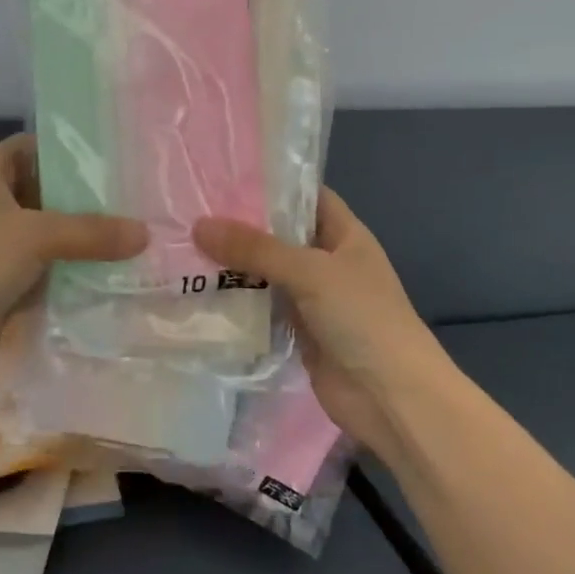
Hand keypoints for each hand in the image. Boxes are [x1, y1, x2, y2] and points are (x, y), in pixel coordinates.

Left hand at [0, 134, 145, 399]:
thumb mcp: (34, 236)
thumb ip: (91, 231)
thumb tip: (145, 233)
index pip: (32, 146)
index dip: (68, 148)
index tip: (115, 155)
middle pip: (48, 192)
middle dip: (89, 198)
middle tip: (141, 198)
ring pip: (53, 236)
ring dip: (87, 241)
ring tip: (141, 235)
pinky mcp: (7, 287)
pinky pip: (51, 272)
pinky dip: (77, 274)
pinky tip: (118, 274)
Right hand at [195, 189, 450, 458]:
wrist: (391, 397)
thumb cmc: (362, 317)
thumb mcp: (310, 272)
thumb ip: (256, 249)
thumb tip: (199, 226)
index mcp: (345, 235)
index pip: (307, 196)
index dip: (273, 184)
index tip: (225, 176)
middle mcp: (328, 262)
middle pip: (281, 236)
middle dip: (242, 227)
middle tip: (191, 212)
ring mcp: (314, 300)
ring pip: (268, 274)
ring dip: (234, 267)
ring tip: (183, 247)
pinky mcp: (299, 334)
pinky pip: (264, 310)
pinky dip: (238, 304)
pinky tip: (199, 293)